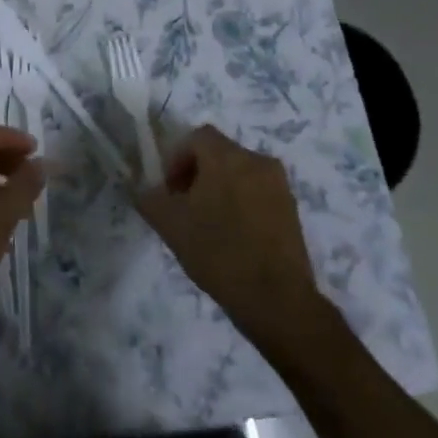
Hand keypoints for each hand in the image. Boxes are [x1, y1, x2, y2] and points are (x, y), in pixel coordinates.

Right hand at [134, 125, 333, 365]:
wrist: (276, 299)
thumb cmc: (217, 252)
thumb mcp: (169, 224)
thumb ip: (149, 197)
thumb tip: (146, 189)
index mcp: (228, 157)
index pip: (197, 137)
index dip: (176, 158)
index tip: (169, 190)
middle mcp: (258, 161)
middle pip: (219, 153)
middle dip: (196, 173)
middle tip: (184, 207)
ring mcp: (280, 186)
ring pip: (239, 173)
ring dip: (219, 188)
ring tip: (207, 224)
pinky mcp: (292, 210)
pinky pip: (257, 192)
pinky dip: (240, 203)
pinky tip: (232, 236)